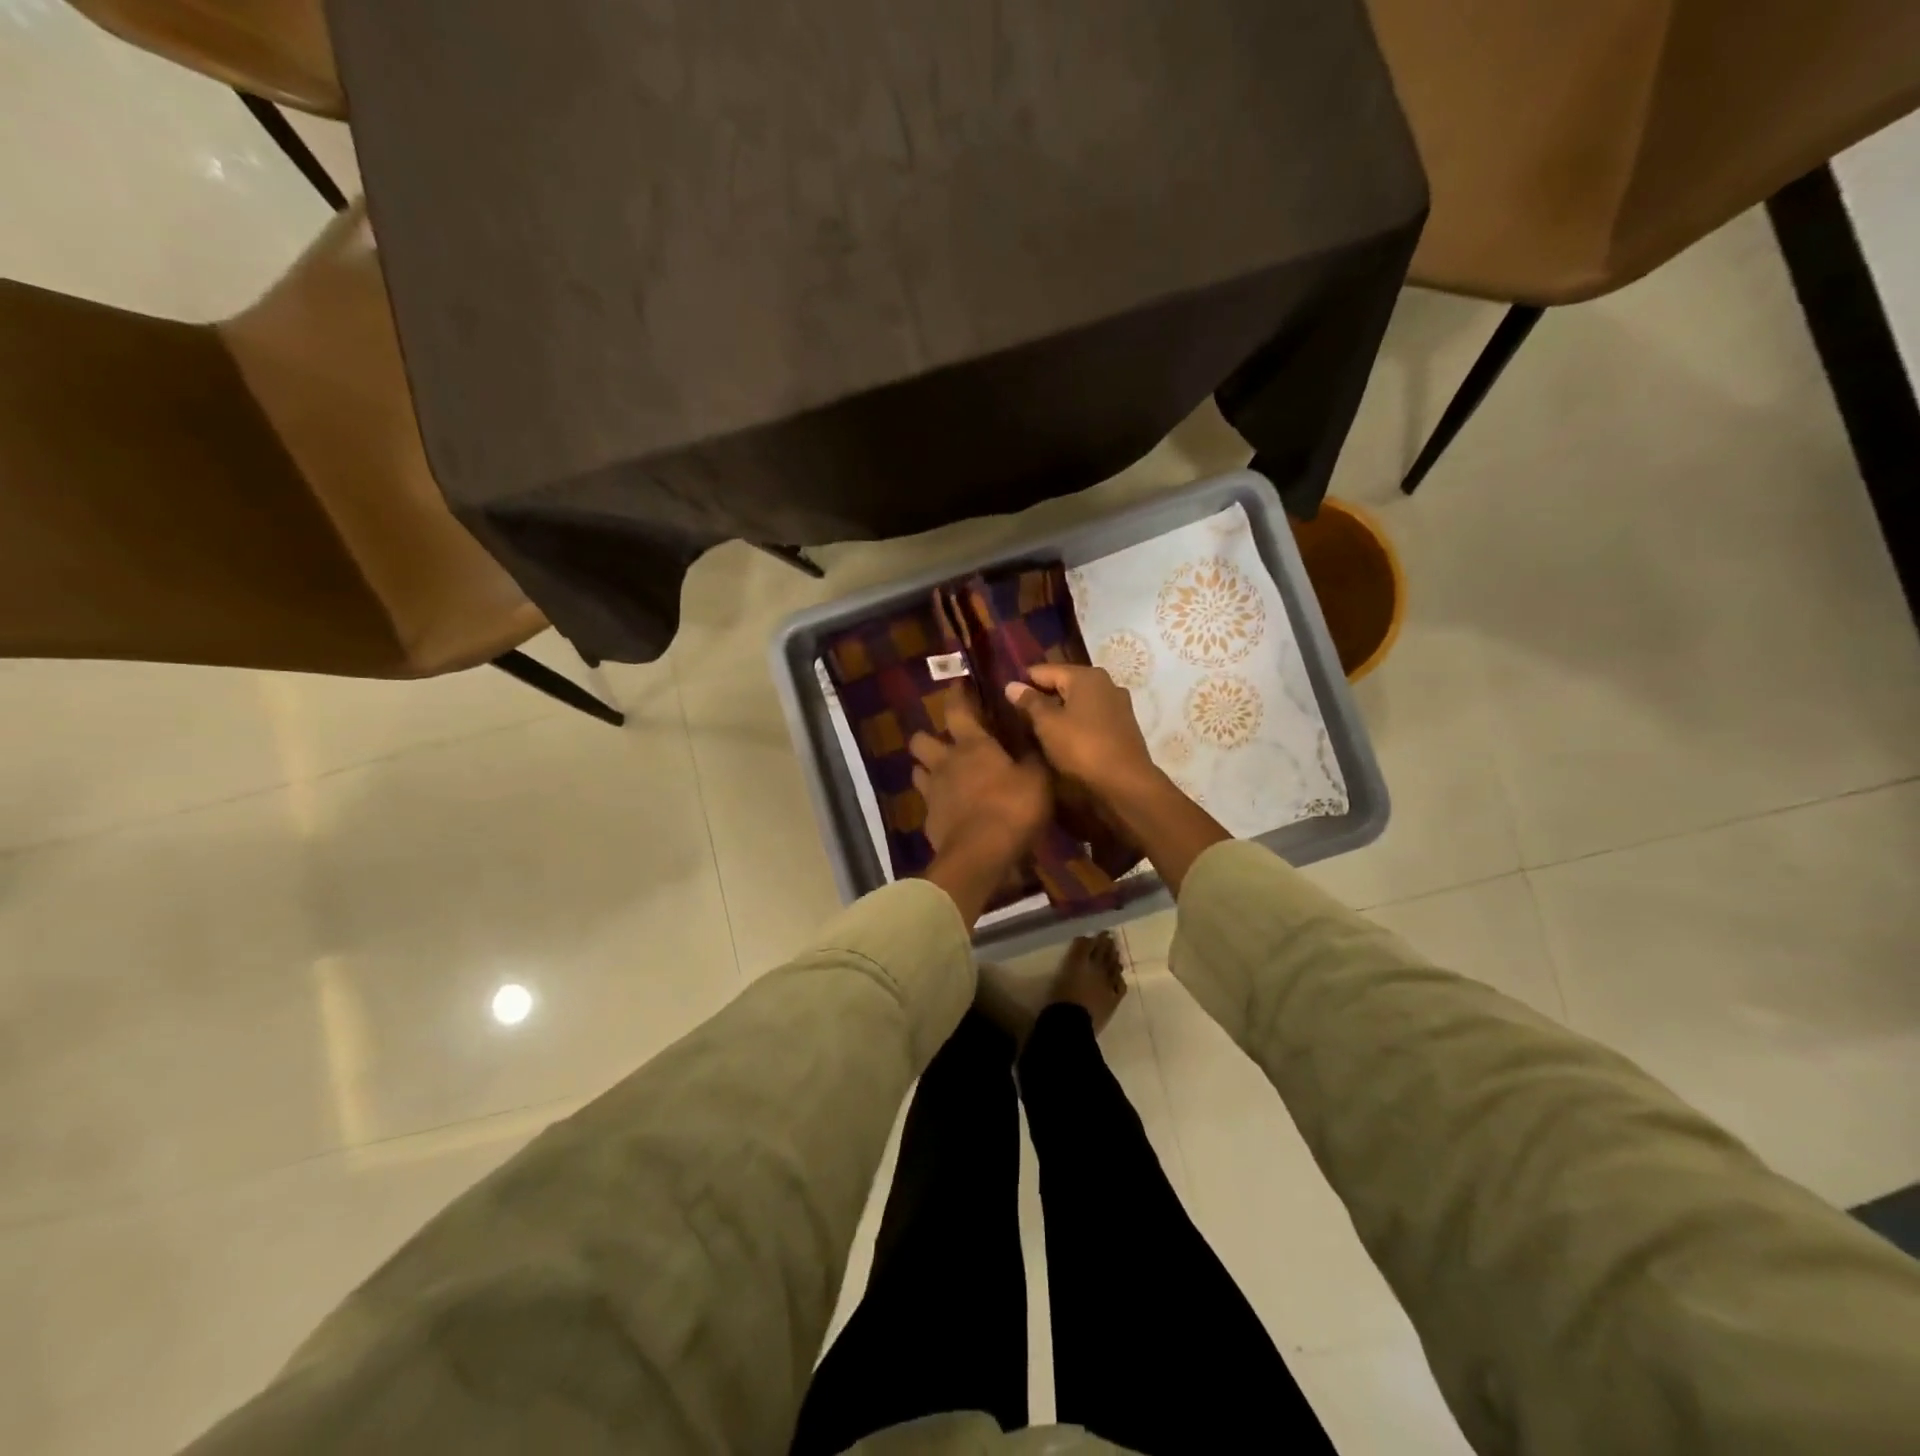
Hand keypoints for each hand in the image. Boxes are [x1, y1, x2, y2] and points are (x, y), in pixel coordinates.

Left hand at [909, 692, 1051, 863]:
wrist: (980, 855)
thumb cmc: (1012, 808)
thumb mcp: (1037, 779)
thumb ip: (1032, 757)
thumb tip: (1031, 738)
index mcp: (972, 745)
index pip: (957, 710)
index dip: (956, 695)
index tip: (957, 685)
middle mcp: (945, 763)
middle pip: (921, 740)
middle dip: (929, 736)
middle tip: (945, 741)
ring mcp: (932, 792)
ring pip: (917, 770)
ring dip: (927, 769)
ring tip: (943, 775)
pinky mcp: (928, 820)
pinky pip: (927, 803)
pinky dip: (936, 803)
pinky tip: (950, 810)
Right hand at [1006, 664, 1157, 801]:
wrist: (1126, 782)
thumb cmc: (1082, 747)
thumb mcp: (1048, 724)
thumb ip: (1029, 702)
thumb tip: (1011, 684)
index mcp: (1086, 675)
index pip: (1044, 670)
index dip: (1023, 682)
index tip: (1005, 696)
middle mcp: (1105, 682)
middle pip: (1064, 683)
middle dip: (1042, 696)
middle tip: (1018, 714)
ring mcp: (1118, 704)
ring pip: (1079, 701)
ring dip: (1060, 711)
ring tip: (1038, 727)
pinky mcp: (1123, 725)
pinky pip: (1092, 716)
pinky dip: (1076, 721)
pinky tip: (1064, 736)